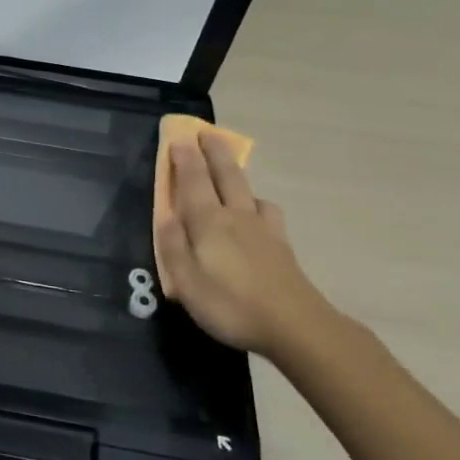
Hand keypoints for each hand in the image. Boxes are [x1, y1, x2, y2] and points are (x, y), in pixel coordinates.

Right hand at [153, 134, 333, 357]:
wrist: (296, 326)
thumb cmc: (231, 304)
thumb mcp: (186, 281)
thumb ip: (172, 246)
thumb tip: (164, 215)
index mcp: (209, 222)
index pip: (193, 181)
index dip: (185, 159)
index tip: (179, 137)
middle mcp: (236, 217)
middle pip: (226, 176)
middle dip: (214, 152)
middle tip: (208, 132)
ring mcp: (264, 230)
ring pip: (249, 191)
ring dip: (238, 174)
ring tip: (232, 170)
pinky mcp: (281, 247)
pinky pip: (267, 212)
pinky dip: (257, 203)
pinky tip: (257, 212)